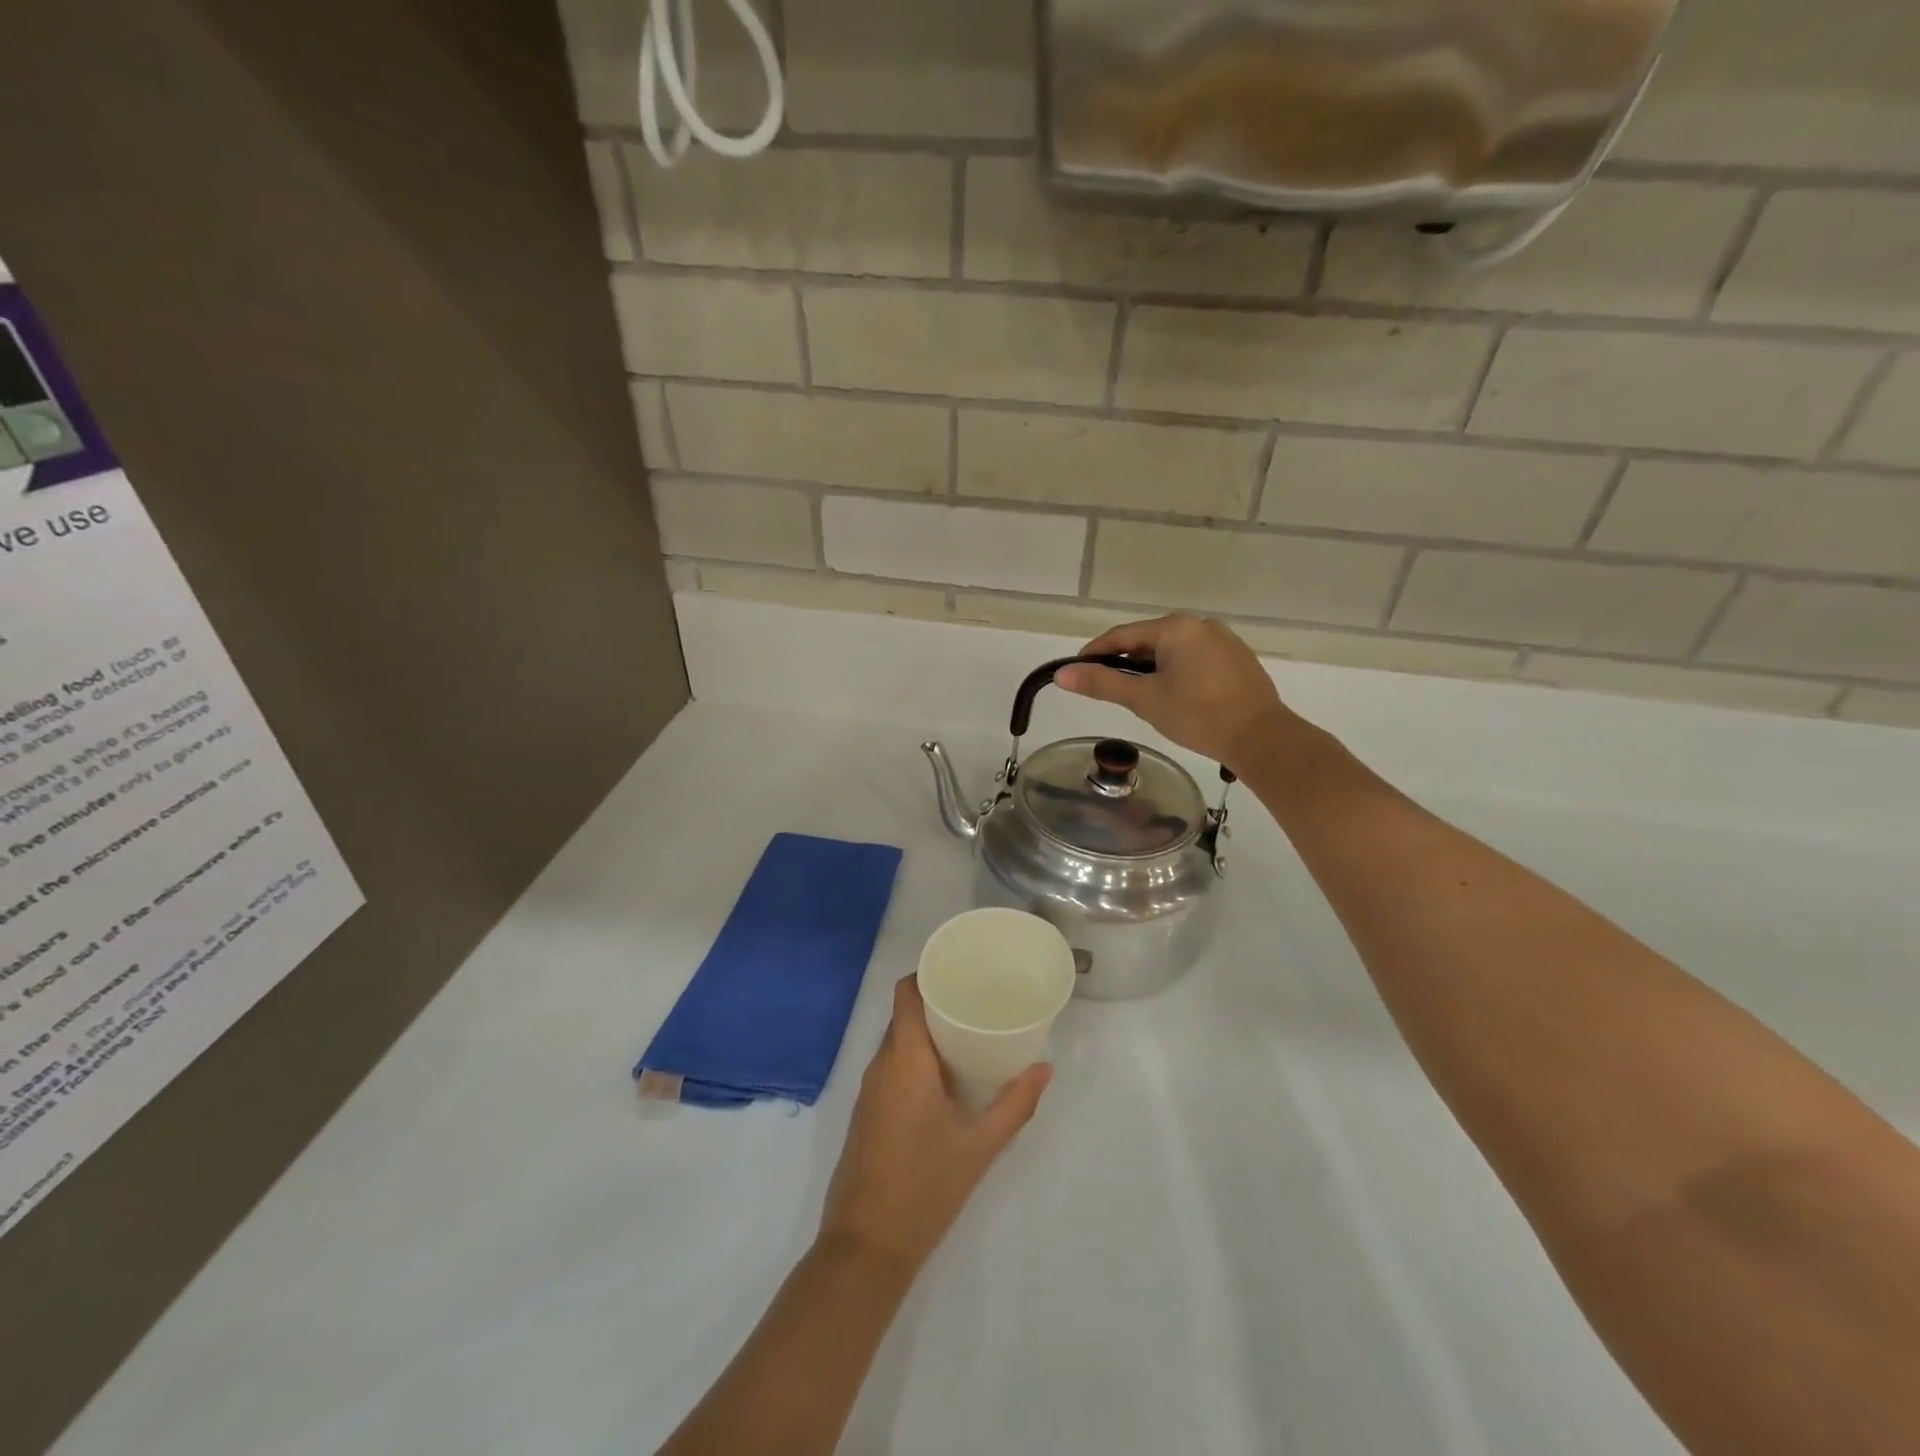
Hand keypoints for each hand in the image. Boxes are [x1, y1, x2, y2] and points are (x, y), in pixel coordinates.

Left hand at [820, 977, 1050, 1270]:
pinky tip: (942, 1076)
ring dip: (925, 1032)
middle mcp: (881, 1066)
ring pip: (895, 1042)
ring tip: (965, 1033)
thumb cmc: (925, 1188)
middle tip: (975, 1001)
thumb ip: (1015, 1104)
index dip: (927, 974)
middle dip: (935, 1002)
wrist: (866, 1247)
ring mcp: (867, 1090)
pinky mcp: (865, 1112)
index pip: (906, 994)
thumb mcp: (980, 1146)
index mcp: (905, 1060)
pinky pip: (889, 1066)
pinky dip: (913, 1058)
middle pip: (903, 1015)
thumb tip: (1045, 1069)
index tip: (959, 971)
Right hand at [1056, 614, 1294, 771]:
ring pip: (1173, 651)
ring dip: (1152, 670)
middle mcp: (1201, 625)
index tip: (1076, 671)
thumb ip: (1102, 683)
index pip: (1123, 635)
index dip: (1095, 653)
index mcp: (1176, 627)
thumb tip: (1061, 674)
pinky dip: (1177, 673)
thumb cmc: (1197, 715)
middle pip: (1148, 641)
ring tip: (1140, 698)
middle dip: (1126, 663)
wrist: (1261, 737)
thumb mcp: (1144, 699)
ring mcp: (1224, 640)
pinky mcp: (1238, 660)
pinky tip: (1175, 697)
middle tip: (1108, 690)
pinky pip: (1195, 660)